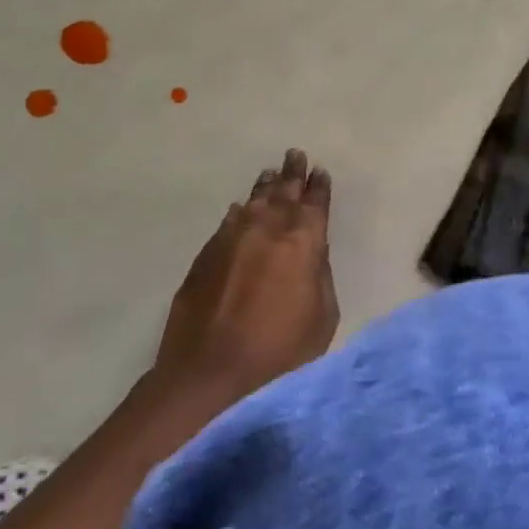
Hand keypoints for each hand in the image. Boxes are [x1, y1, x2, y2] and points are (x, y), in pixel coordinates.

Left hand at [153, 149, 338, 400]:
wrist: (209, 373)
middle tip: (295, 155)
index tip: (320, 172)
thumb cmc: (280, 352)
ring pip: (253, 201)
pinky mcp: (206, 254)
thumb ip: (320, 275)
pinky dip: (239, 212)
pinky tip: (240, 209)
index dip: (319, 187)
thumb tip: (313, 252)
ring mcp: (233, 238)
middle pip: (283, 192)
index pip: (315, 203)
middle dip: (292, 173)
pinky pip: (228, 222)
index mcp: (303, 241)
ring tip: (270, 174)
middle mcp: (268, 228)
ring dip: (265, 187)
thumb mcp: (322, 317)